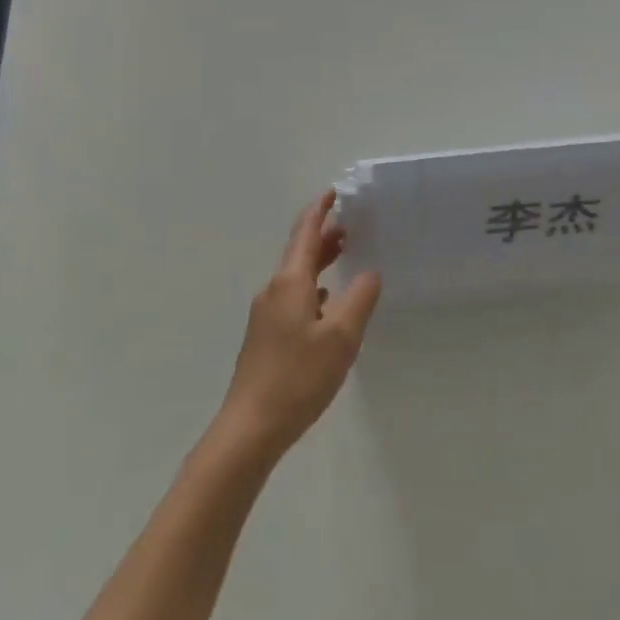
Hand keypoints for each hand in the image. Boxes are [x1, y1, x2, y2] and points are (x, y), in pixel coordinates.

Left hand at [216, 190, 381, 462]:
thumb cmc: (298, 377)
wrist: (251, 426)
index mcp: (289, 282)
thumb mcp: (341, 338)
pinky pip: (292, 297)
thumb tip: (369, 272)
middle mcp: (273, 291)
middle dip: (322, 235)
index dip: (320, 211)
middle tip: (350, 224)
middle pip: (299, 253)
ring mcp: (266, 314)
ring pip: (295, 276)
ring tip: (343, 255)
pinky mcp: (265, 336)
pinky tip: (325, 303)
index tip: (334, 193)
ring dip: (318, 261)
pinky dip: (312, 288)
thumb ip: (359, 299)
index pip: (305, 234)